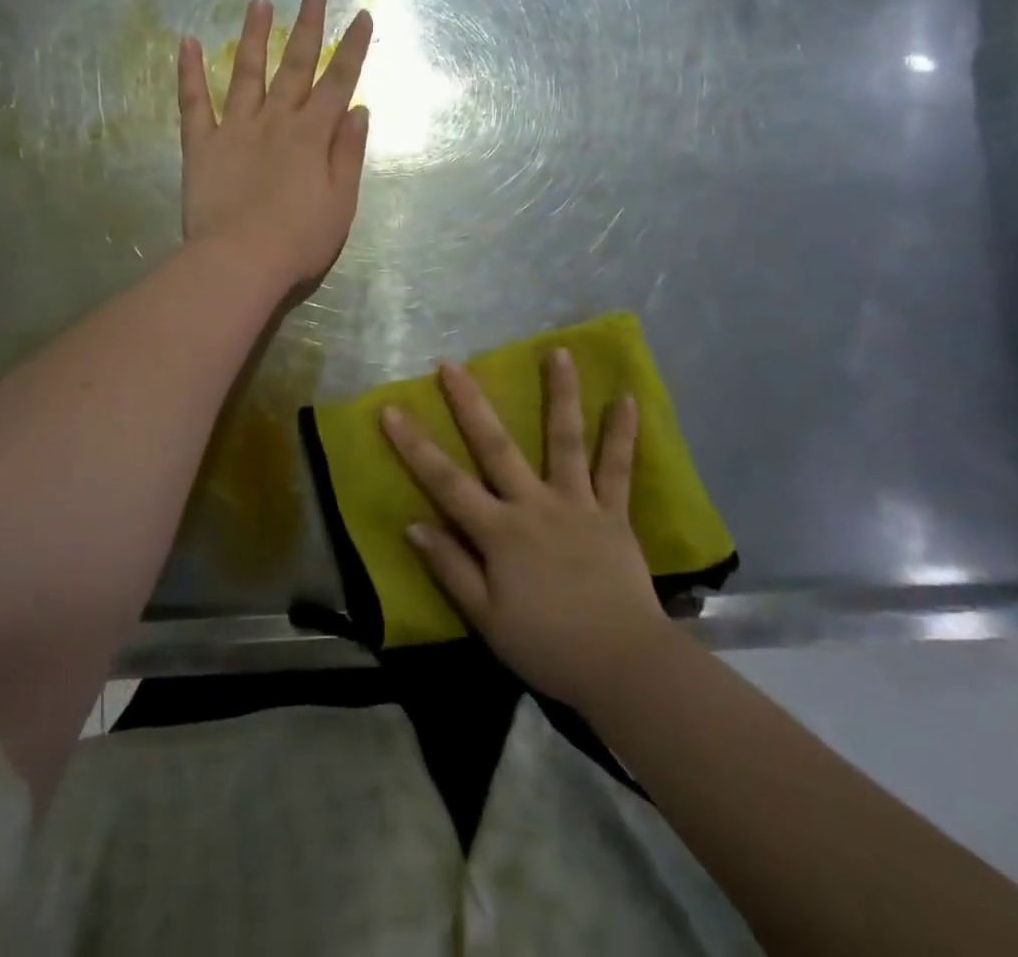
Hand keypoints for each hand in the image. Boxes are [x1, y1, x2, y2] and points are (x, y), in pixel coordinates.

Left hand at [178, 0, 372, 293]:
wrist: (241, 260)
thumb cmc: (299, 239)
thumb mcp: (342, 202)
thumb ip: (349, 154)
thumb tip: (358, 110)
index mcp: (313, 135)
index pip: (339, 82)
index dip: (352, 48)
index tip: (361, 15)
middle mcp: (276, 120)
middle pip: (295, 66)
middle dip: (307, 27)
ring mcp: (235, 128)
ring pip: (247, 73)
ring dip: (255, 36)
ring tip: (259, 1)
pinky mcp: (201, 144)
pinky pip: (194, 102)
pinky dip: (189, 72)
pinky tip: (186, 42)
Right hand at [380, 351, 674, 708]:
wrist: (623, 665)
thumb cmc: (547, 646)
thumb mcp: (486, 618)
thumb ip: (450, 568)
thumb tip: (414, 524)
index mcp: (500, 532)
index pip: (446, 481)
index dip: (414, 446)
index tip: (391, 410)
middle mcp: (535, 504)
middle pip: (497, 447)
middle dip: (471, 404)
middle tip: (453, 365)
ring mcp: (577, 504)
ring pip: (565, 441)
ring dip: (561, 395)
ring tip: (559, 352)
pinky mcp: (613, 514)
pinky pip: (618, 470)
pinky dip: (622, 434)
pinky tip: (626, 398)